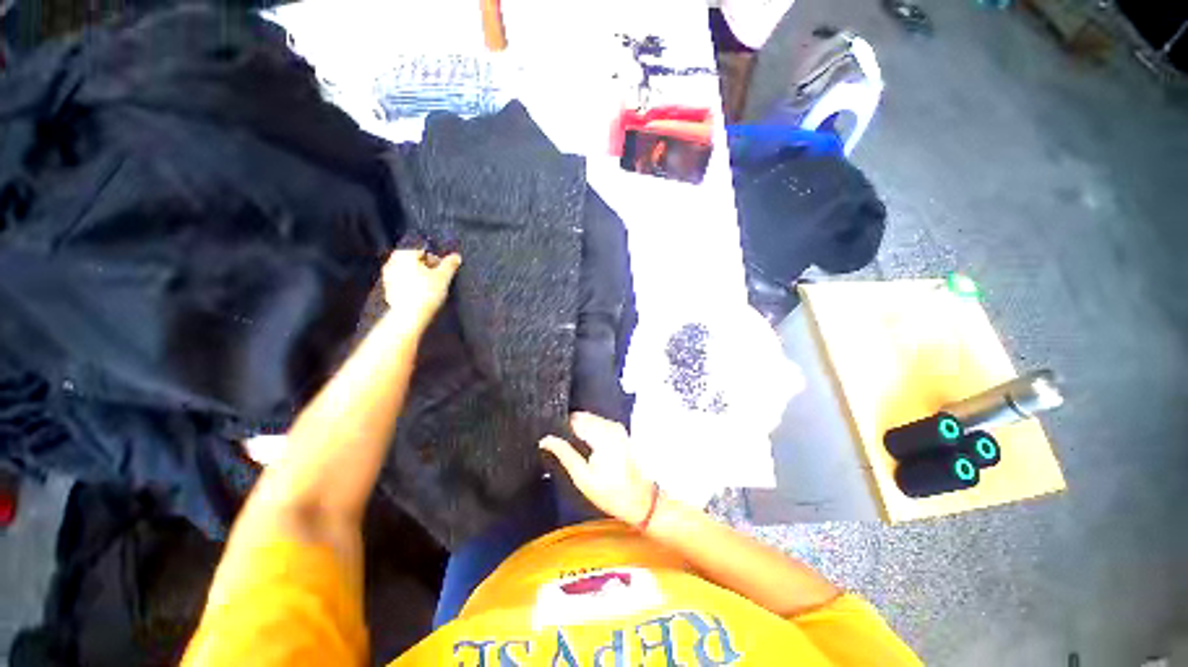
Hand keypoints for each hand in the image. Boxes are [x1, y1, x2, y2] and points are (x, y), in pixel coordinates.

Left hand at [382, 249, 460, 328]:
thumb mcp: (444, 276)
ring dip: (420, 279)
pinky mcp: (388, 291)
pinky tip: (422, 296)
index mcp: (404, 254)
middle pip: (415, 264)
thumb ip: (450, 264)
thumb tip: (456, 256)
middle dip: (427, 270)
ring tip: (432, 290)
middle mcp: (392, 262)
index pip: (425, 253)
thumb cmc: (427, 292)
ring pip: (409, 274)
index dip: (437, 263)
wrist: (410, 316)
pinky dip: (413, 288)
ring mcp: (387, 277)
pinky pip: (404, 285)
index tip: (445, 273)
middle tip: (439, 281)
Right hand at [540, 413, 656, 526]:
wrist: (640, 500)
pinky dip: (591, 432)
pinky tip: (588, 450)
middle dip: (571, 428)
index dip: (560, 426)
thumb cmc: (611, 492)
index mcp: (601, 434)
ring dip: (581, 430)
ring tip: (575, 450)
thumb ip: (564, 453)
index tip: (552, 437)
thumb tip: (546, 440)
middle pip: (583, 417)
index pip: (574, 418)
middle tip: (561, 446)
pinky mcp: (620, 432)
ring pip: (591, 419)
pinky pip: (599, 424)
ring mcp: (617, 427)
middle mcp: (611, 425)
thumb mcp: (582, 477)